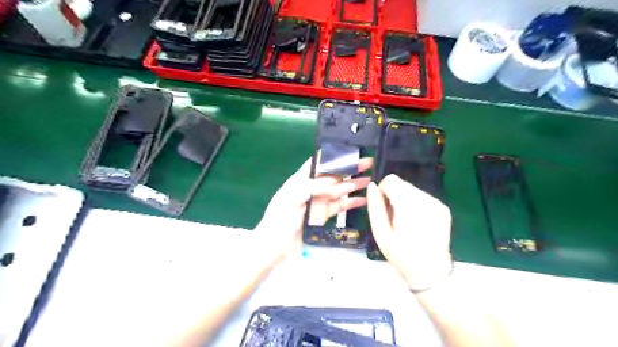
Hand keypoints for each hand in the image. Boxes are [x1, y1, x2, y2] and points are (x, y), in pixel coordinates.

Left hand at [255, 155, 371, 260]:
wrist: (275, 245)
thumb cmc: (279, 219)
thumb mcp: (292, 198)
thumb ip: (312, 187)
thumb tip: (333, 182)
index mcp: (301, 180)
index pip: (318, 162)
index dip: (333, 155)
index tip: (349, 149)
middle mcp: (312, 188)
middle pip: (333, 175)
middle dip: (350, 168)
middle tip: (367, 162)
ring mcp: (318, 201)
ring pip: (339, 190)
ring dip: (354, 184)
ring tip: (370, 179)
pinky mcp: (323, 215)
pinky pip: (339, 206)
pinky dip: (351, 203)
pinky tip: (363, 200)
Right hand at [367, 175, 452, 290]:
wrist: (431, 272)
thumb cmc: (401, 255)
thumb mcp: (380, 233)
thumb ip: (375, 207)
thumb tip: (372, 186)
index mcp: (409, 206)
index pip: (391, 180)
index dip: (383, 191)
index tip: (384, 208)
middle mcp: (426, 200)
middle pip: (402, 183)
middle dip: (394, 196)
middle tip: (394, 218)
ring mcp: (438, 204)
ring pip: (412, 189)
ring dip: (405, 200)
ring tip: (405, 221)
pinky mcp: (444, 208)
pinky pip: (423, 197)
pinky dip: (416, 205)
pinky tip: (417, 222)